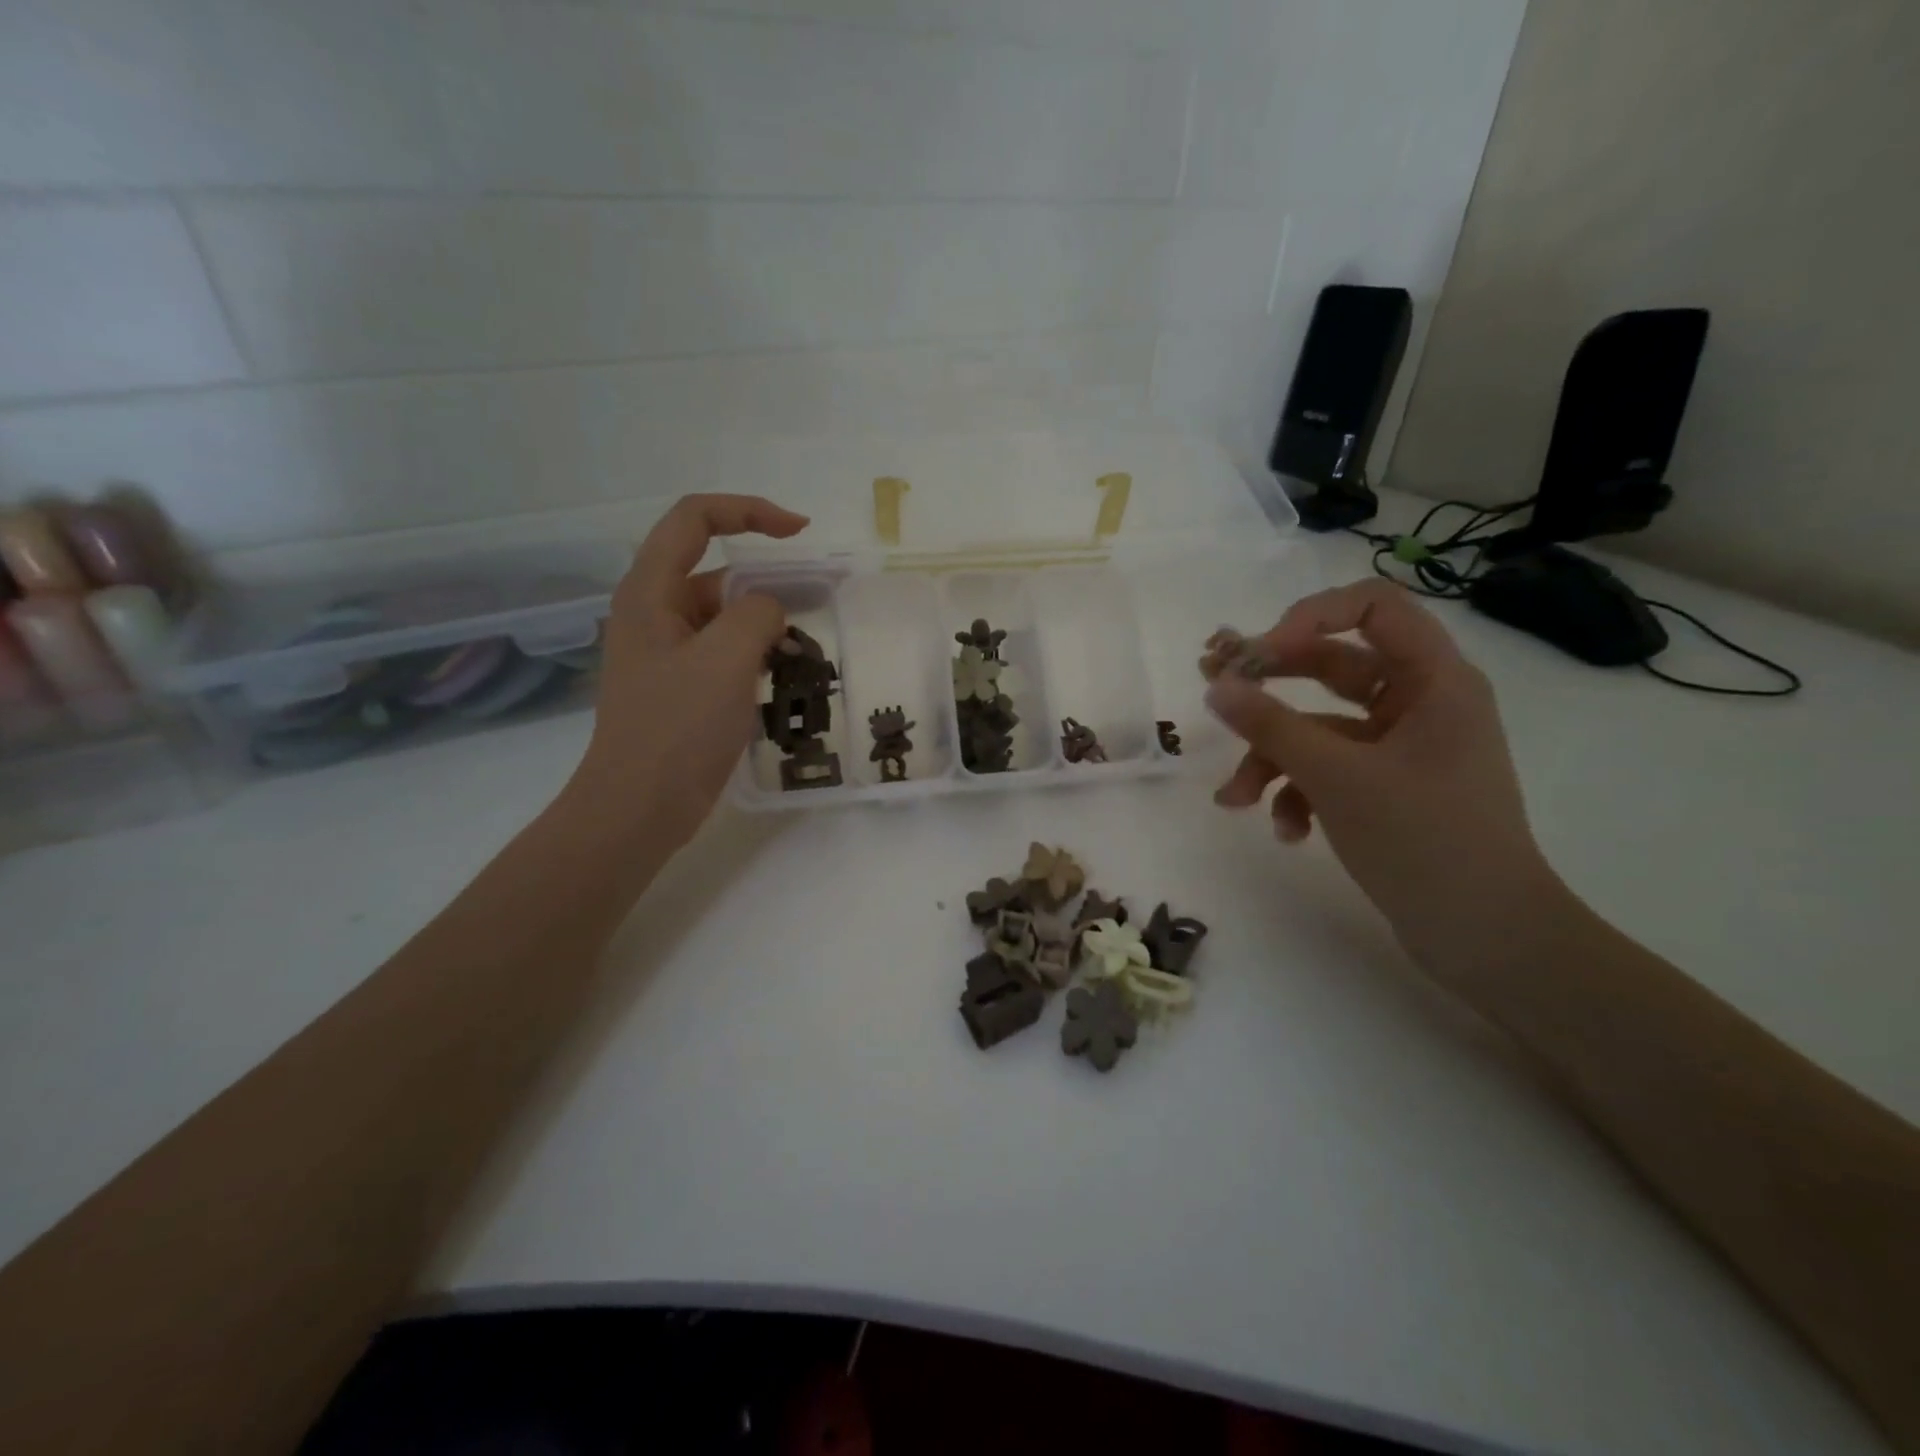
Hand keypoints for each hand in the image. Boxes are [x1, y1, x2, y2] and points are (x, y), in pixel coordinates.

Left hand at [568, 494, 807, 848]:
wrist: (640, 807)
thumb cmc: (677, 729)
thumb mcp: (725, 660)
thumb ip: (756, 615)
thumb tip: (770, 610)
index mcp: (649, 592)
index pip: (695, 519)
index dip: (748, 511)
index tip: (799, 531)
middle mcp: (654, 613)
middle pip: (715, 571)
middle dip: (766, 583)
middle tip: (816, 606)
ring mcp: (667, 653)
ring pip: (725, 617)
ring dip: (765, 626)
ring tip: (803, 653)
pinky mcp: (682, 686)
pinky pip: (725, 653)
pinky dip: (756, 656)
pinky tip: (784, 679)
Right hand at [1205, 580, 1562, 972]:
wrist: (1488, 938)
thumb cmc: (1425, 840)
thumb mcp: (1336, 777)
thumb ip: (1270, 725)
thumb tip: (1216, 685)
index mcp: (1433, 680)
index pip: (1372, 606)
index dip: (1309, 617)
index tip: (1258, 654)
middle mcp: (1419, 703)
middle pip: (1331, 666)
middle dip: (1268, 685)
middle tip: (1212, 687)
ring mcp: (1400, 748)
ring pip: (1318, 728)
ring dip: (1271, 758)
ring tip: (1236, 801)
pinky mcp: (1385, 787)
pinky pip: (1328, 769)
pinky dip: (1298, 793)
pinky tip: (1287, 831)